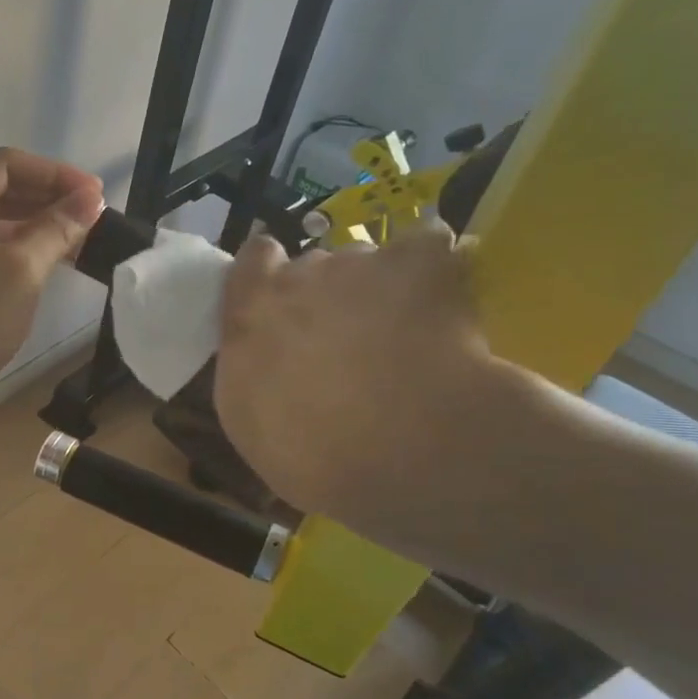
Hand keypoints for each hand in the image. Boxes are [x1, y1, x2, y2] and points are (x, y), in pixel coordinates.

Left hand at [0, 147, 103, 424]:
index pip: (6, 165)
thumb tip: (89, 199)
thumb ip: (55, 230)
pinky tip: (32, 274)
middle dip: (44, 202)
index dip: (57, 175)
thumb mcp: (17, 275)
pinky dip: (3, 255)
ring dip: (26, 231)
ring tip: (71, 249)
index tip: (97, 198)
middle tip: (90, 223)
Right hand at [214, 220, 539, 550]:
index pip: (252, 262)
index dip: (268, 272)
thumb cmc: (310, 452)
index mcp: (251, 314)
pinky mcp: (421, 262)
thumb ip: (251, 369)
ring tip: (406, 335)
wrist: (400, 448)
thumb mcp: (250, 421)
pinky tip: (447, 301)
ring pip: (368, 262)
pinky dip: (436, 271)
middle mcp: (299, 277)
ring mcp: (360, 263)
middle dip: (327, 294)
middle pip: (313, 266)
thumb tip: (266, 358)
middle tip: (348, 341)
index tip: (281, 298)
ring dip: (379, 289)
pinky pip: (427, 246)